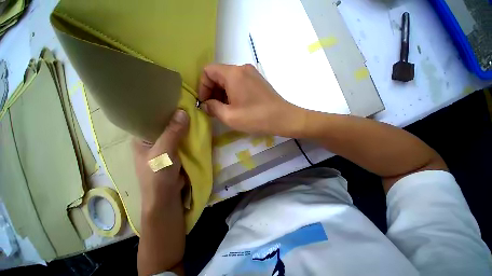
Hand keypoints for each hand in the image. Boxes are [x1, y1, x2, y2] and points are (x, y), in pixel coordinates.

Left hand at [133, 109, 188, 210]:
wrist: (167, 197)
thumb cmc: (157, 175)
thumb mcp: (163, 152)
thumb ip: (173, 133)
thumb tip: (183, 112)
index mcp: (142, 138)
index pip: (149, 117)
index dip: (161, 108)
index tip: (174, 97)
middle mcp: (153, 140)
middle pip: (165, 123)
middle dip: (176, 116)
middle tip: (189, 104)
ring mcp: (166, 146)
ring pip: (176, 131)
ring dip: (185, 125)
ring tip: (195, 112)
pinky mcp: (177, 151)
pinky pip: (184, 139)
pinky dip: (189, 134)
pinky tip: (197, 127)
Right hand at [198, 64, 304, 136]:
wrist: (283, 118)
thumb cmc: (255, 118)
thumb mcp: (229, 116)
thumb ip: (213, 108)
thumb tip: (205, 104)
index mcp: (233, 73)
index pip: (208, 71)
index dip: (202, 87)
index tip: (205, 102)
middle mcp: (242, 68)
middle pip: (218, 75)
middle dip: (212, 91)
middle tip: (214, 108)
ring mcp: (252, 74)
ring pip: (229, 79)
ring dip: (222, 93)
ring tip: (224, 109)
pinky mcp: (258, 81)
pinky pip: (239, 83)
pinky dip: (232, 92)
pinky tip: (236, 106)